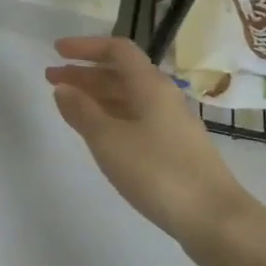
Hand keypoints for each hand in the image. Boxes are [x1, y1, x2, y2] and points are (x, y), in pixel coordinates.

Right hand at [46, 36, 253, 265]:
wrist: (214, 219)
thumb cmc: (158, 172)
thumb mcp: (109, 140)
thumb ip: (82, 111)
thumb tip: (63, 88)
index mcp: (150, 86)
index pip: (117, 50)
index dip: (85, 47)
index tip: (57, 52)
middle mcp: (163, 97)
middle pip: (120, 74)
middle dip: (84, 73)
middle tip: (50, 79)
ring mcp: (170, 124)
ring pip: (127, 98)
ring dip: (95, 96)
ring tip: (67, 105)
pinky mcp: (173, 148)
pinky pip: (134, 119)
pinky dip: (110, 117)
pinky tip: (96, 132)